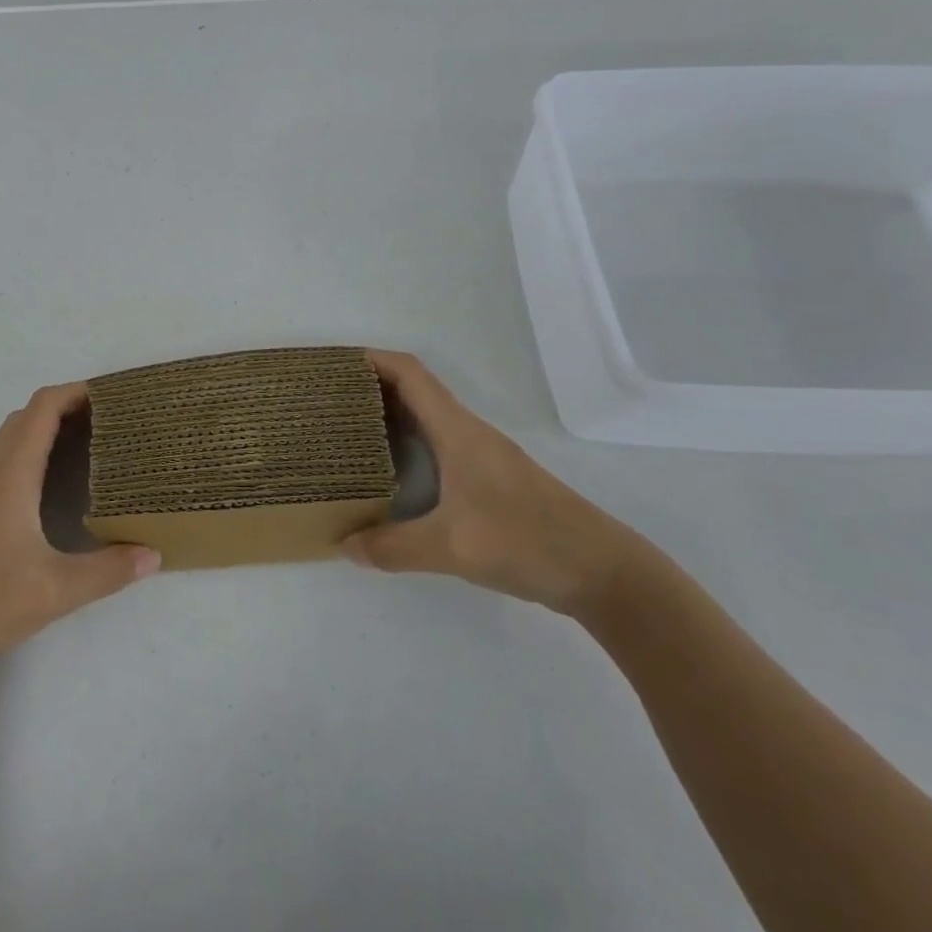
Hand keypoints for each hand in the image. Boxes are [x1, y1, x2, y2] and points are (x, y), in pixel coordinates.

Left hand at [0, 383, 159, 678]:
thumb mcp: (52, 592)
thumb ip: (107, 571)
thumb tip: (154, 554)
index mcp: (10, 476)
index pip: (42, 409)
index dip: (75, 392)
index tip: (111, 395)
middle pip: (26, 417)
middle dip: (66, 407)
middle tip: (108, 421)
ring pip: (11, 440)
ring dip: (45, 429)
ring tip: (85, 446)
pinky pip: (3, 463)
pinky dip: (30, 454)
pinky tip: (48, 489)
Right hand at [344, 351, 641, 616]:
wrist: (602, 571)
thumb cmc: (527, 541)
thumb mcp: (451, 548)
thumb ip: (393, 547)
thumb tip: (343, 545)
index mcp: (457, 431)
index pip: (410, 373)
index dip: (372, 359)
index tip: (334, 364)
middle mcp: (467, 433)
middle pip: (414, 390)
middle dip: (371, 386)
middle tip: (328, 400)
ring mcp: (481, 456)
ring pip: (426, 418)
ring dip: (389, 415)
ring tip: (347, 431)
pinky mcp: (488, 479)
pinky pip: (437, 444)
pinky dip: (407, 443)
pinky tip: (389, 472)